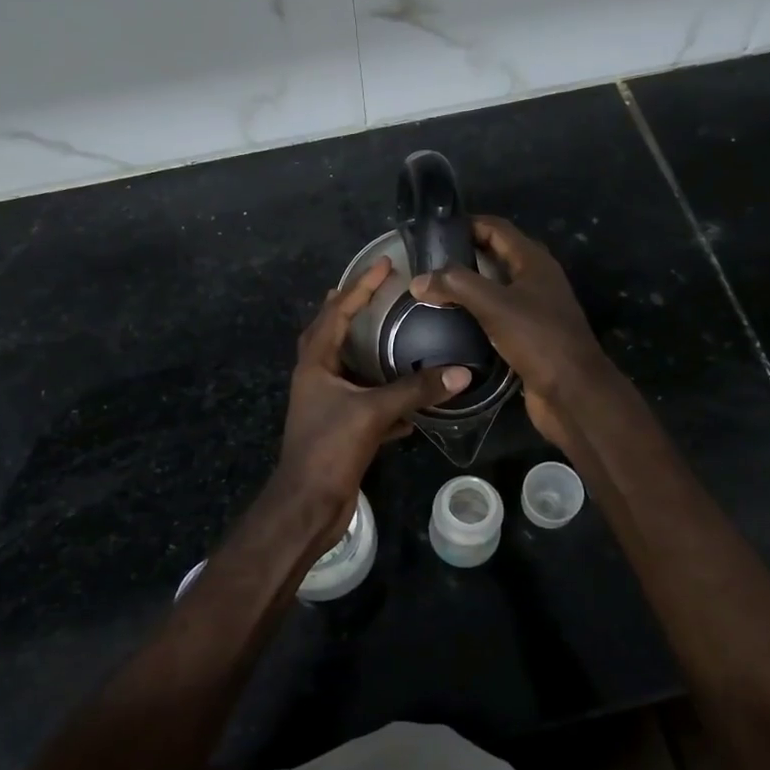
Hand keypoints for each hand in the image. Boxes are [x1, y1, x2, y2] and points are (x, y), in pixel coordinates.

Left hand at [275, 257, 468, 544]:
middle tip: (375, 289)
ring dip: (366, 349)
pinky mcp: (339, 429)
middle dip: (350, 310)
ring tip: (390, 333)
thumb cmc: (330, 448)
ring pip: (347, 367)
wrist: (308, 505)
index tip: (384, 264)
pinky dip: (383, 394)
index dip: (360, 286)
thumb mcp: (373, 412)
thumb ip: (416, 390)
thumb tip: (461, 372)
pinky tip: (409, 401)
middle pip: (331, 333)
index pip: (337, 312)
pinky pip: (364, 401)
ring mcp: (326, 404)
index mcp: (316, 363)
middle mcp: (317, 378)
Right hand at [409, 216, 614, 451]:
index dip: (468, 224)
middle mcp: (537, 280)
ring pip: (497, 287)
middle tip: (428, 263)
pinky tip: (452, 322)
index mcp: (534, 262)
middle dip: (464, 255)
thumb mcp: (494, 305)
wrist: (572, 392)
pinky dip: (476, 313)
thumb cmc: (538, 339)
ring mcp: (535, 309)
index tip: (434, 231)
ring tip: (433, 291)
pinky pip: (498, 315)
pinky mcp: (529, 336)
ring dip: (469, 286)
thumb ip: (456, 285)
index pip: (497, 229)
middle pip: (496, 256)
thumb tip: (418, 280)